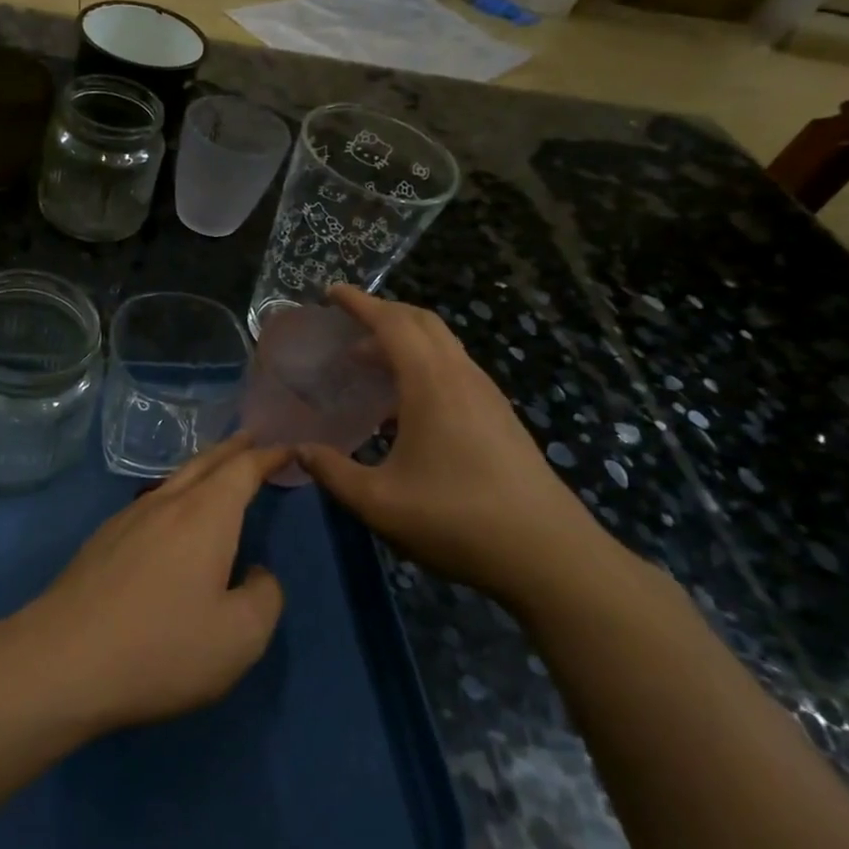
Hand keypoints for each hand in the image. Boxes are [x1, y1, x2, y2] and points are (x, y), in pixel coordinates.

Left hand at [16, 434, 291, 734]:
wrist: (63, 661)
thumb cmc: (161, 648)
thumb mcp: (239, 638)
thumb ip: (264, 597)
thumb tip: (257, 573)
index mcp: (205, 516)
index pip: (242, 470)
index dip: (267, 456)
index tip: (286, 448)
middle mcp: (165, 504)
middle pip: (204, 463)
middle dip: (232, 449)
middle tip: (252, 438)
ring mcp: (127, 518)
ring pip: (173, 480)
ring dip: (201, 468)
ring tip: (216, 470)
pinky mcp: (102, 540)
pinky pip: (150, 501)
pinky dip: (174, 493)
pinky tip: (170, 514)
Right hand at [297, 286, 615, 605]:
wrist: (548, 555)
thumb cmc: (456, 520)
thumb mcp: (378, 502)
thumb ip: (333, 471)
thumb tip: (300, 451)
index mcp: (431, 384)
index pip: (392, 323)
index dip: (359, 303)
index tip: (331, 292)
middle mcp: (462, 377)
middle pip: (422, 323)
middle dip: (383, 313)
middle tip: (347, 324)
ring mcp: (487, 396)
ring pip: (443, 346)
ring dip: (405, 341)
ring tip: (368, 363)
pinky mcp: (500, 418)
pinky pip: (455, 370)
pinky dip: (423, 365)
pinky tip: (405, 405)